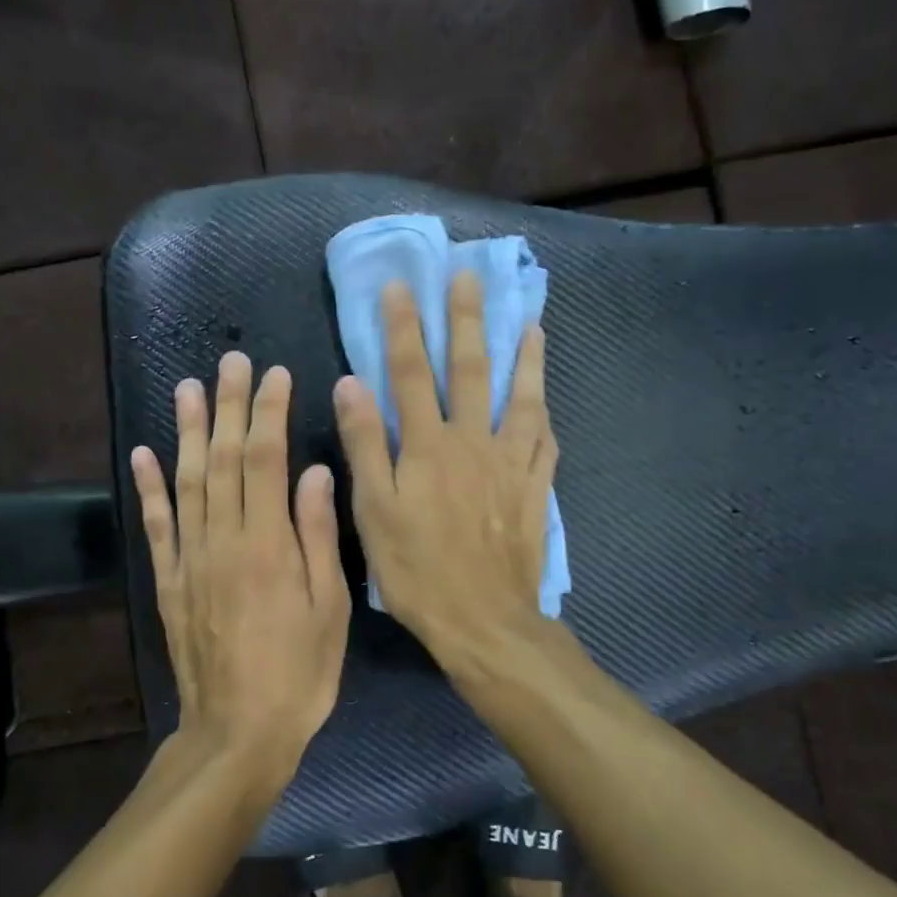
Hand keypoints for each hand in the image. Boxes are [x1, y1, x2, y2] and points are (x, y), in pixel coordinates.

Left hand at [131, 352, 350, 787]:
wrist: (238, 731)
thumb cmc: (300, 672)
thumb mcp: (331, 608)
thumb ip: (319, 535)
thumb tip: (316, 471)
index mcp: (269, 544)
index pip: (265, 459)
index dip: (269, 412)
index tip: (275, 374)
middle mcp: (224, 540)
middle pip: (222, 459)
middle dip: (228, 406)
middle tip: (231, 361)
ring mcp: (190, 559)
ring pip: (186, 481)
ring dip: (186, 431)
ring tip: (187, 387)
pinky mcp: (169, 582)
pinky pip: (156, 526)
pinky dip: (149, 487)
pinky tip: (144, 452)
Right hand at [333, 272, 556, 669]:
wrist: (482, 619)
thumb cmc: (417, 569)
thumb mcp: (374, 511)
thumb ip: (364, 444)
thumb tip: (350, 384)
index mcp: (426, 446)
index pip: (408, 373)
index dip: (403, 327)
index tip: (400, 286)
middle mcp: (472, 441)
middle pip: (469, 370)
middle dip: (465, 320)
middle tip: (468, 276)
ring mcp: (510, 463)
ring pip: (520, 397)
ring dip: (523, 356)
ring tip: (529, 321)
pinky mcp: (534, 488)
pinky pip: (545, 441)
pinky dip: (545, 413)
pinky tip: (546, 399)